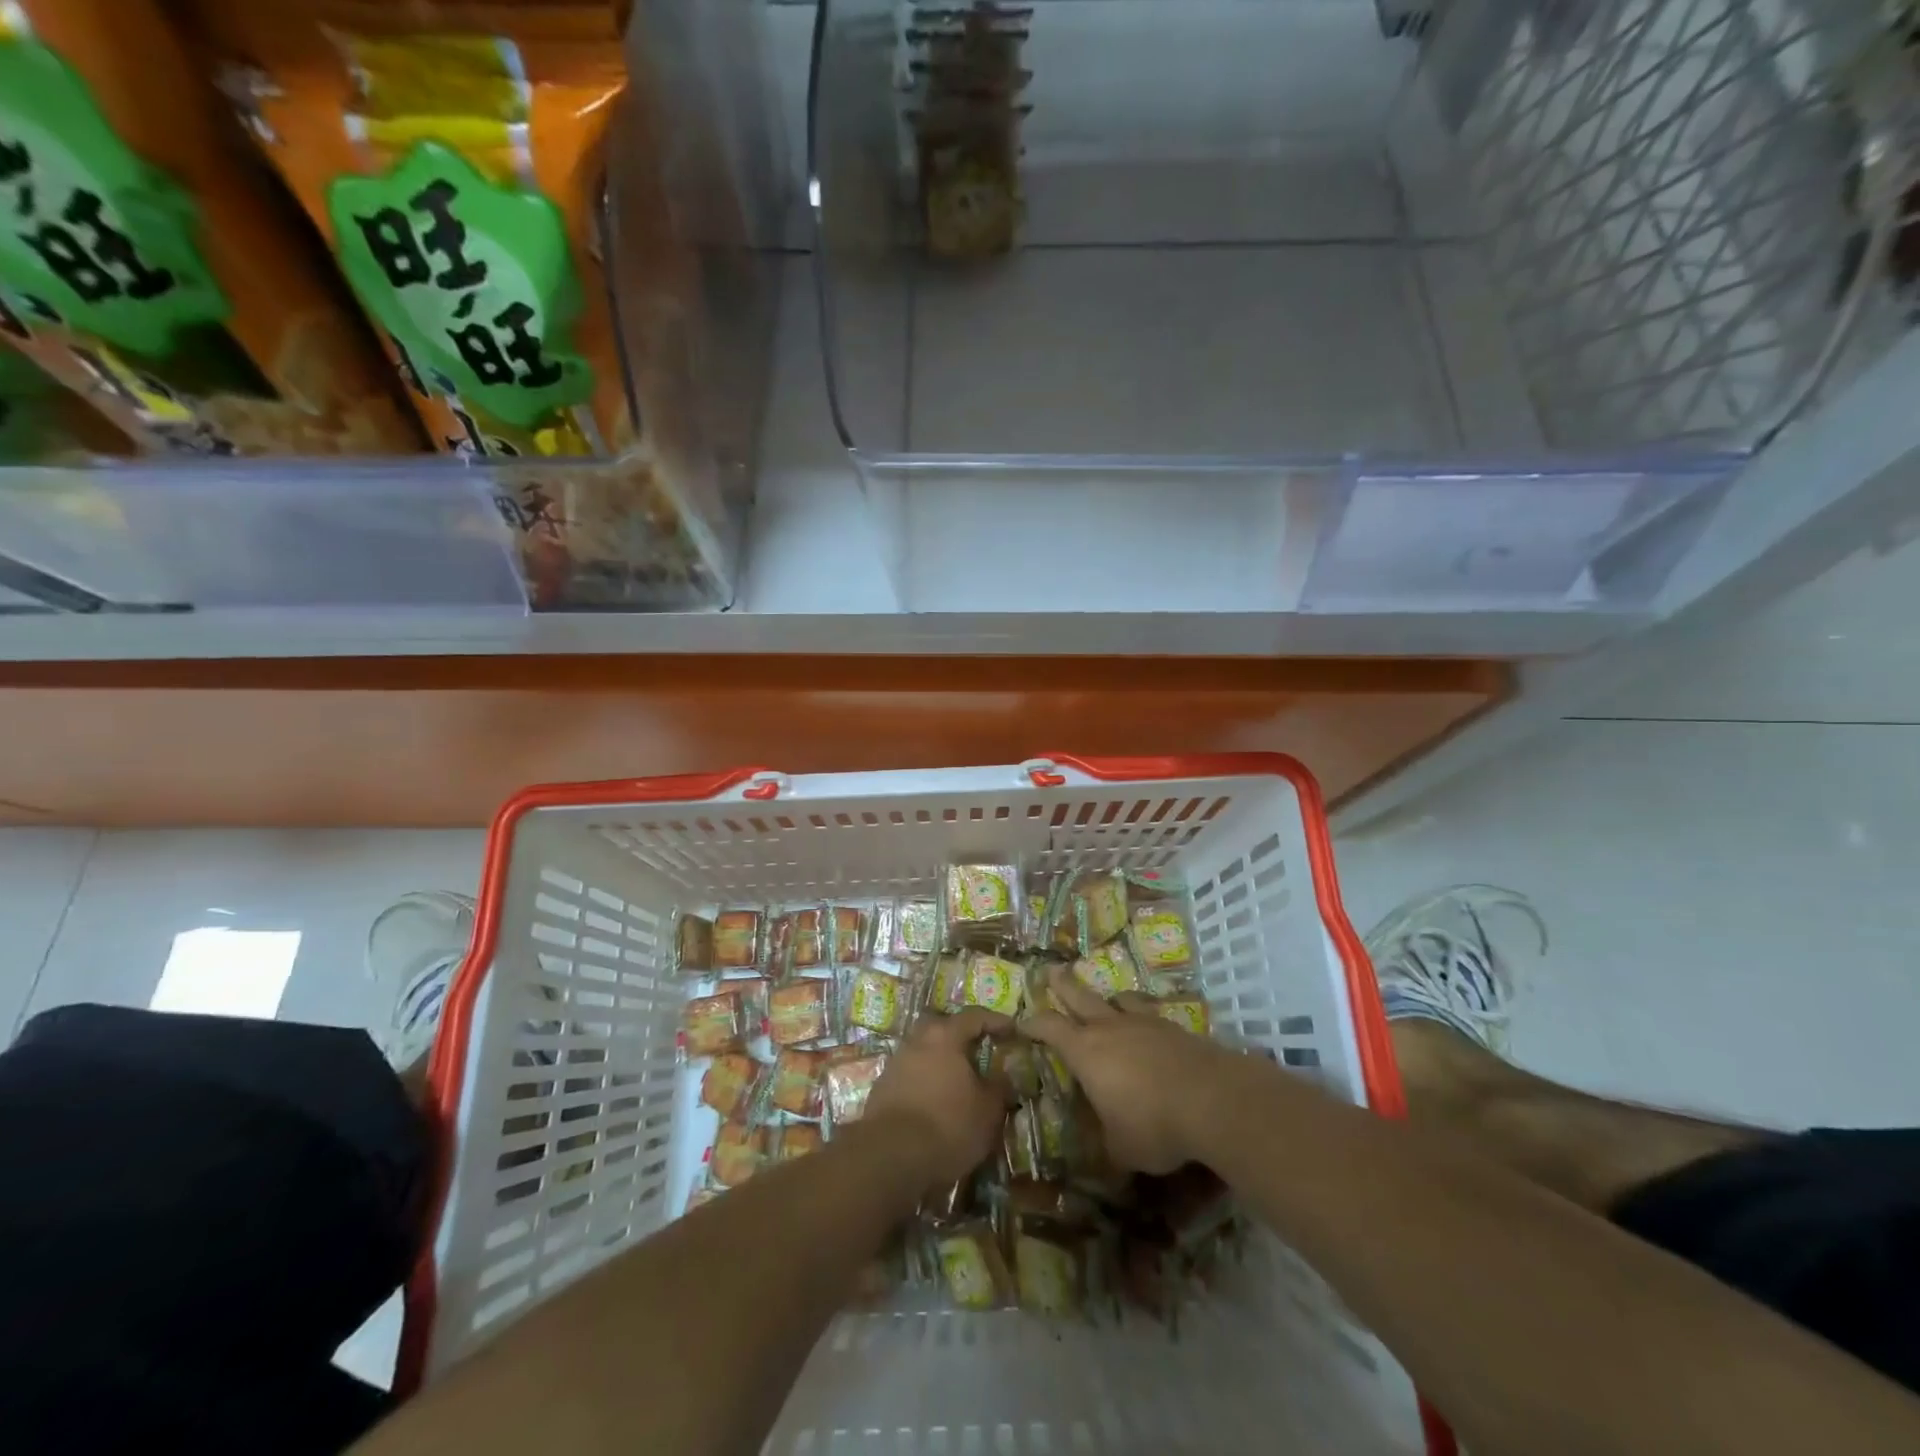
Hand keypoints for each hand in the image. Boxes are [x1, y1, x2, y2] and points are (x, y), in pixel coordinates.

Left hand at [866, 1007, 1014, 1186]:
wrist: (889, 1158)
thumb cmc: (948, 1125)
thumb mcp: (988, 1110)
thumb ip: (999, 1086)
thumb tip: (1003, 1075)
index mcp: (944, 1036)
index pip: (974, 1016)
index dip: (996, 1021)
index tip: (1013, 1030)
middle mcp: (917, 1041)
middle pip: (943, 1030)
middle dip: (963, 1039)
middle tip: (981, 1052)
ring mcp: (895, 1064)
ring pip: (925, 1053)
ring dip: (943, 1063)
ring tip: (960, 1083)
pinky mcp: (882, 1089)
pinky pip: (912, 1076)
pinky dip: (927, 1084)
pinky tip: (937, 1104)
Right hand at [1024, 972, 1234, 1173]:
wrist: (1213, 1099)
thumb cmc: (1154, 1125)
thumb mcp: (1122, 1148)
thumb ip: (1107, 1144)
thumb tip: (1104, 1151)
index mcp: (1086, 1052)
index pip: (1050, 1028)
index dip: (1033, 1023)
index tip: (1022, 1020)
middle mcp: (1110, 1028)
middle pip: (1080, 997)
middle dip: (1063, 985)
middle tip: (1051, 970)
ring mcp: (1145, 1023)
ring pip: (1119, 999)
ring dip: (1108, 999)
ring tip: (1108, 999)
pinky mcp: (1175, 1028)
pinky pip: (1151, 1014)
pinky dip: (1143, 1016)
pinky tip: (1149, 1027)